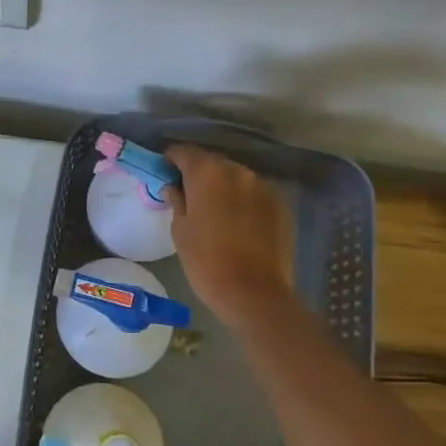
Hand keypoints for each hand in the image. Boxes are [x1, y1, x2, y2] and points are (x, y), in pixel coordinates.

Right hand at [164, 145, 297, 328]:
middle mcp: (237, 171)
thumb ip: (177, 201)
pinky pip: (255, 193)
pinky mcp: (280, 205)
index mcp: (207, 173)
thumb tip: (174, 187)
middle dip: (198, 172)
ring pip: (236, 176)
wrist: (254, 293)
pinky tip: (238, 221)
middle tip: (188, 193)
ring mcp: (263, 187)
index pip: (184, 152)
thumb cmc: (206, 261)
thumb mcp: (180, 231)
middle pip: (212, 161)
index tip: (165, 173)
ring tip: (215, 209)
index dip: (171, 160)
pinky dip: (243, 199)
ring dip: (223, 185)